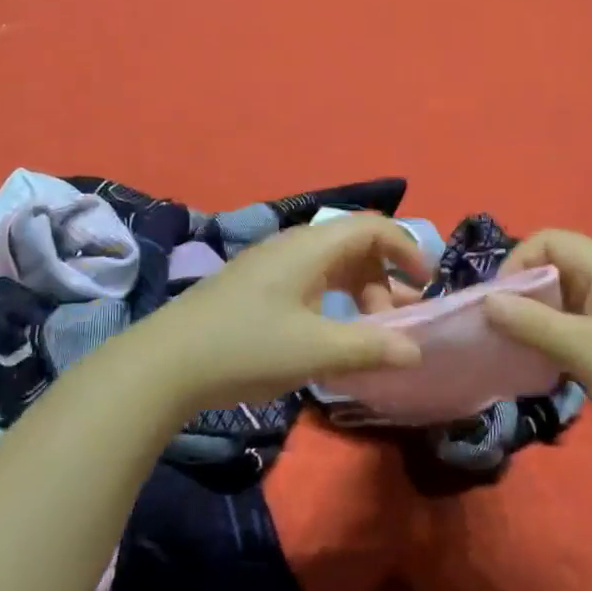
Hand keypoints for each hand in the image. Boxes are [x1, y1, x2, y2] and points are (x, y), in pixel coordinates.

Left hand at [129, 214, 429, 412]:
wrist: (166, 363)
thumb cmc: (246, 347)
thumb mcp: (316, 350)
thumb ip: (371, 347)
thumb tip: (416, 350)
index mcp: (311, 247)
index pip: (373, 227)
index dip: (407, 248)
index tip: (426, 284)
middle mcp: (294, 246)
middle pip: (355, 247)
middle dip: (385, 282)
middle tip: (392, 326)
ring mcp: (271, 266)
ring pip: (332, 268)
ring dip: (359, 295)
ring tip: (366, 337)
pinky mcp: (256, 286)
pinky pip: (310, 282)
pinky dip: (333, 303)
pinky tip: (328, 337)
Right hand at [483, 230, 591, 469]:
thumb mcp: (584, 351)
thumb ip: (532, 323)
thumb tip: (486, 301)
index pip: (547, 240)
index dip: (516, 265)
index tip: (498, 306)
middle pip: (553, 267)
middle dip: (523, 296)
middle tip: (502, 334)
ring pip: (564, 299)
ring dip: (537, 321)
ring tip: (520, 354)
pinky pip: (579, 323)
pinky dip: (557, 338)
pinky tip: (548, 368)